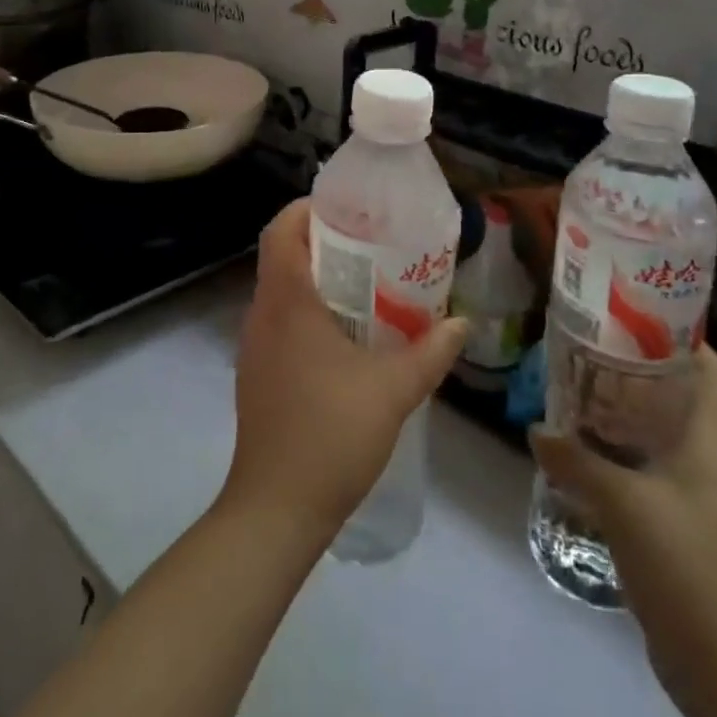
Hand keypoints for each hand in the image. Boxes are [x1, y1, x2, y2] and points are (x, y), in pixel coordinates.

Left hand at [221, 200, 468, 543]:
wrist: (275, 508)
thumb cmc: (330, 435)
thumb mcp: (392, 390)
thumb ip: (430, 353)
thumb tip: (462, 324)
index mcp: (286, 301)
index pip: (281, 230)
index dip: (307, 208)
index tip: (346, 209)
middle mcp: (262, 313)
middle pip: (282, 254)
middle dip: (322, 240)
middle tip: (370, 243)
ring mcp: (254, 345)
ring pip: (281, 289)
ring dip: (316, 277)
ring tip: (365, 284)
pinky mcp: (257, 372)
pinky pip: (280, 320)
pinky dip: (307, 310)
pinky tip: (345, 336)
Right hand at [530, 348, 716, 709]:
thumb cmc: (682, 561)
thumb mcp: (619, 503)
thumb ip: (574, 460)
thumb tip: (536, 430)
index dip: (688, 341)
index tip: (641, 320)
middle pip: (696, 400)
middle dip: (653, 374)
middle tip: (603, 354)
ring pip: (683, 438)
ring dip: (645, 416)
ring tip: (596, 398)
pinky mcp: (704, 531)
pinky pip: (674, 473)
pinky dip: (643, 455)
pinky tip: (606, 459)